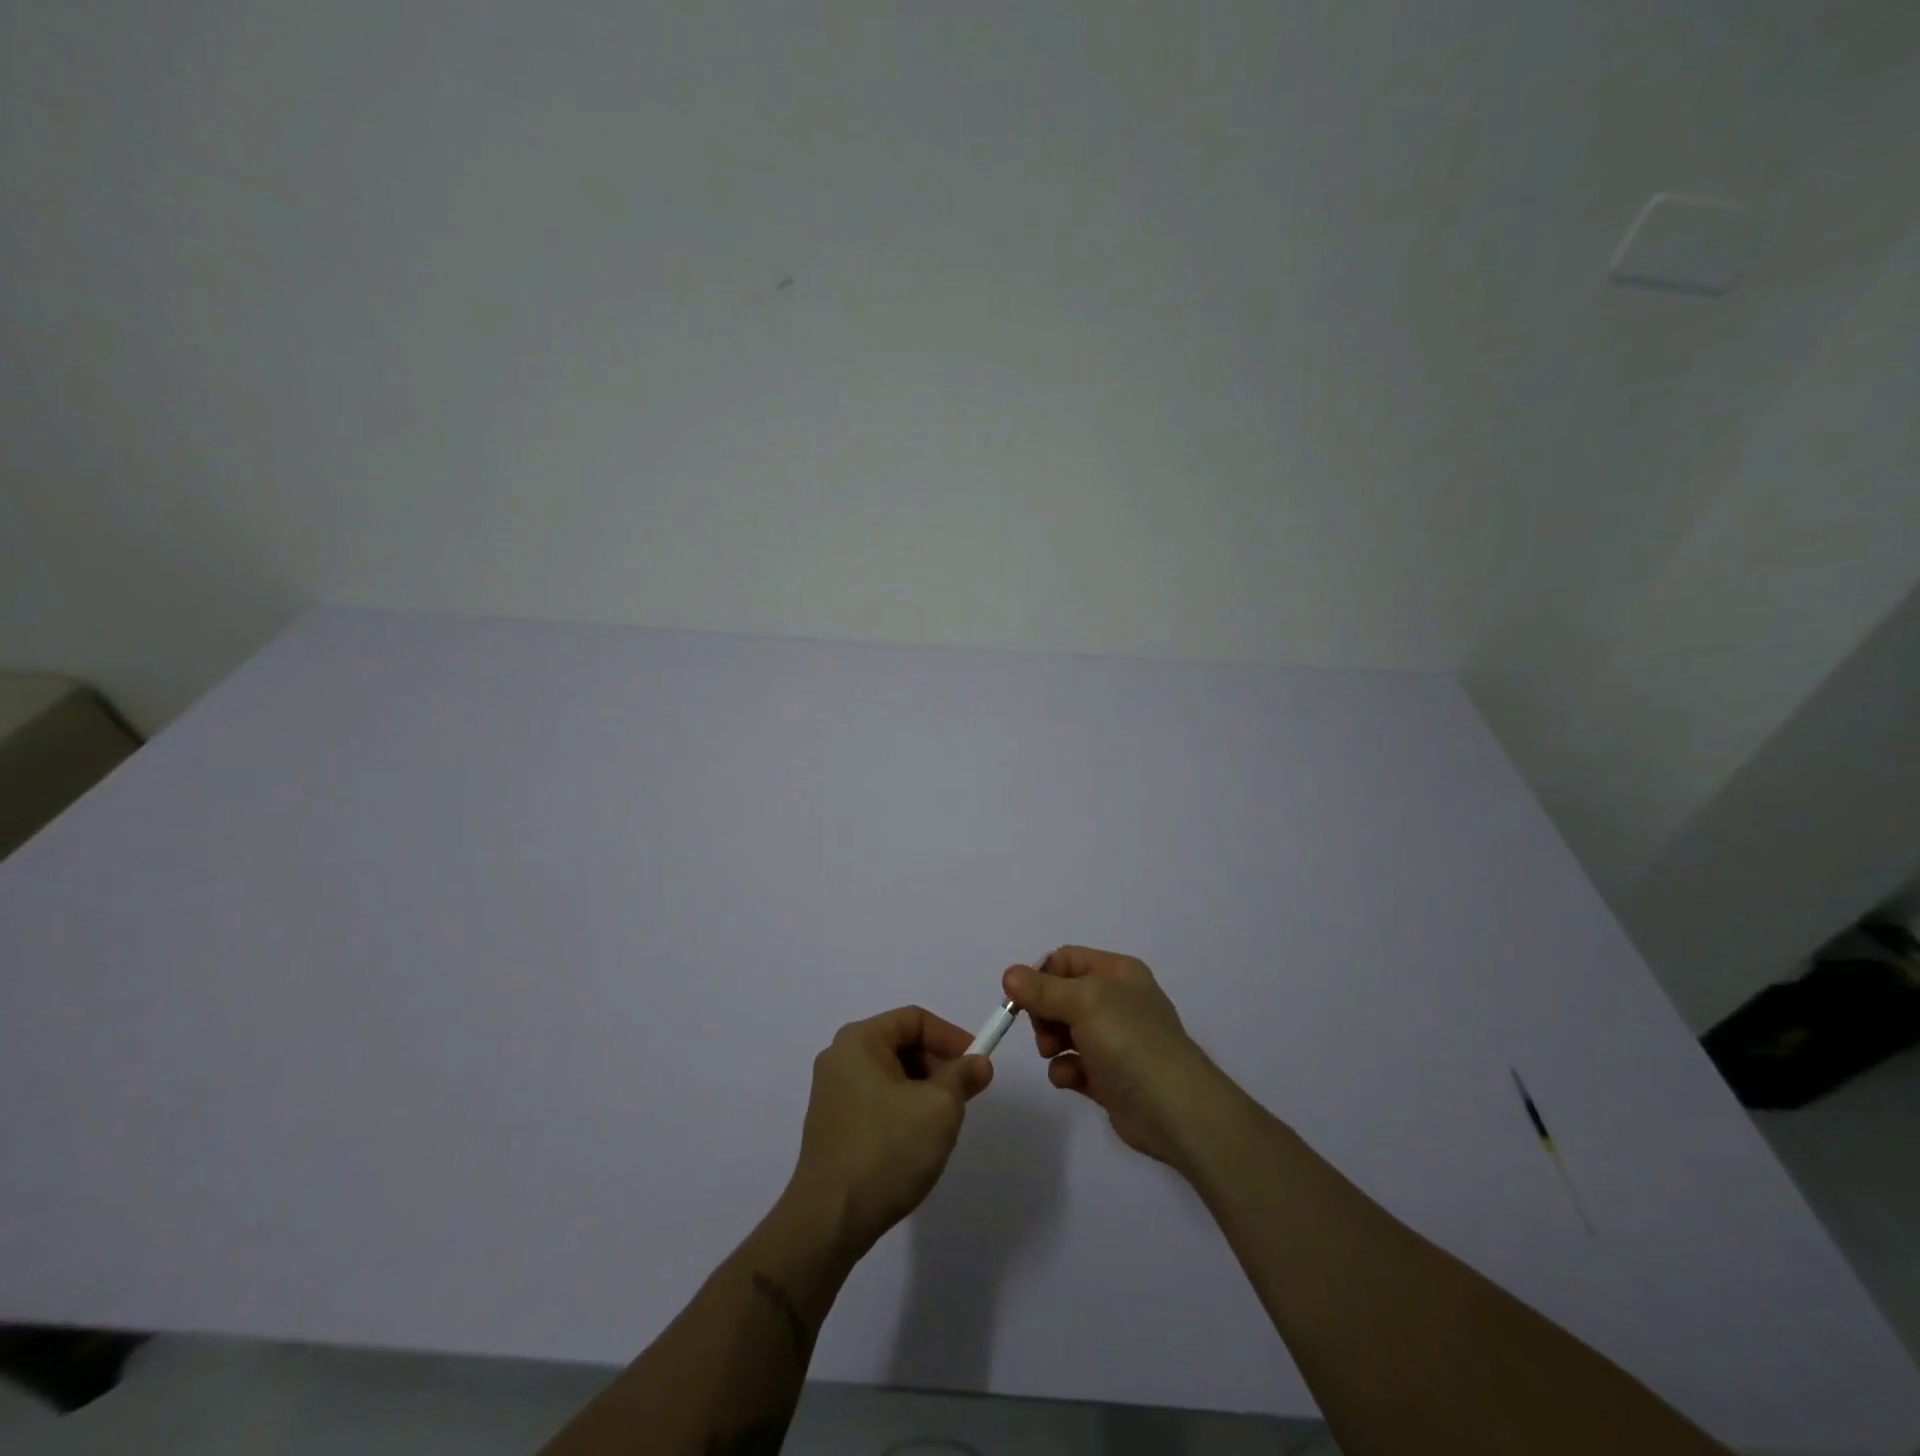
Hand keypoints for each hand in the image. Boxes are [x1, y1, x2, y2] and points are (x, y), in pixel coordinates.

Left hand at [786, 1005, 992, 1259]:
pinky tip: (916, 1142)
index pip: (914, 1019)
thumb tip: (979, 1063)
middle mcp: (839, 1057)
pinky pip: (876, 1100)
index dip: (951, 1037)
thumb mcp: (939, 1108)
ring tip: (943, 1123)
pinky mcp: (831, 1125)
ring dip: (923, 1090)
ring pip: (891, 1075)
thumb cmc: (887, 1150)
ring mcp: (831, 1092)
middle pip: (901, 1045)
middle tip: (964, 1096)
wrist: (829, 1221)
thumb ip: (963, 1077)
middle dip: (938, 1066)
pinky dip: (902, 1109)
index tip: (977, 1065)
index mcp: (859, 1040)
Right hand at [1003, 947, 1228, 1167]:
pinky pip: (1075, 1064)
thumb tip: (1009, 974)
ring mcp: (1115, 1040)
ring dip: (1051, 1043)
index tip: (1022, 1000)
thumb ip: (1042, 989)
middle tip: (1042, 1032)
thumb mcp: (1083, 1002)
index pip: (1065, 960)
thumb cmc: (1129, 1041)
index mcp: (1117, 972)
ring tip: (1053, 1055)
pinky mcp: (1110, 1076)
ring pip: (1065, 1031)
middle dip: (1044, 1013)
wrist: (1174, 1109)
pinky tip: (1070, 1079)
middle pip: (1061, 996)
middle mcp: (1117, 1001)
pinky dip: (1066, 1070)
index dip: (1040, 977)